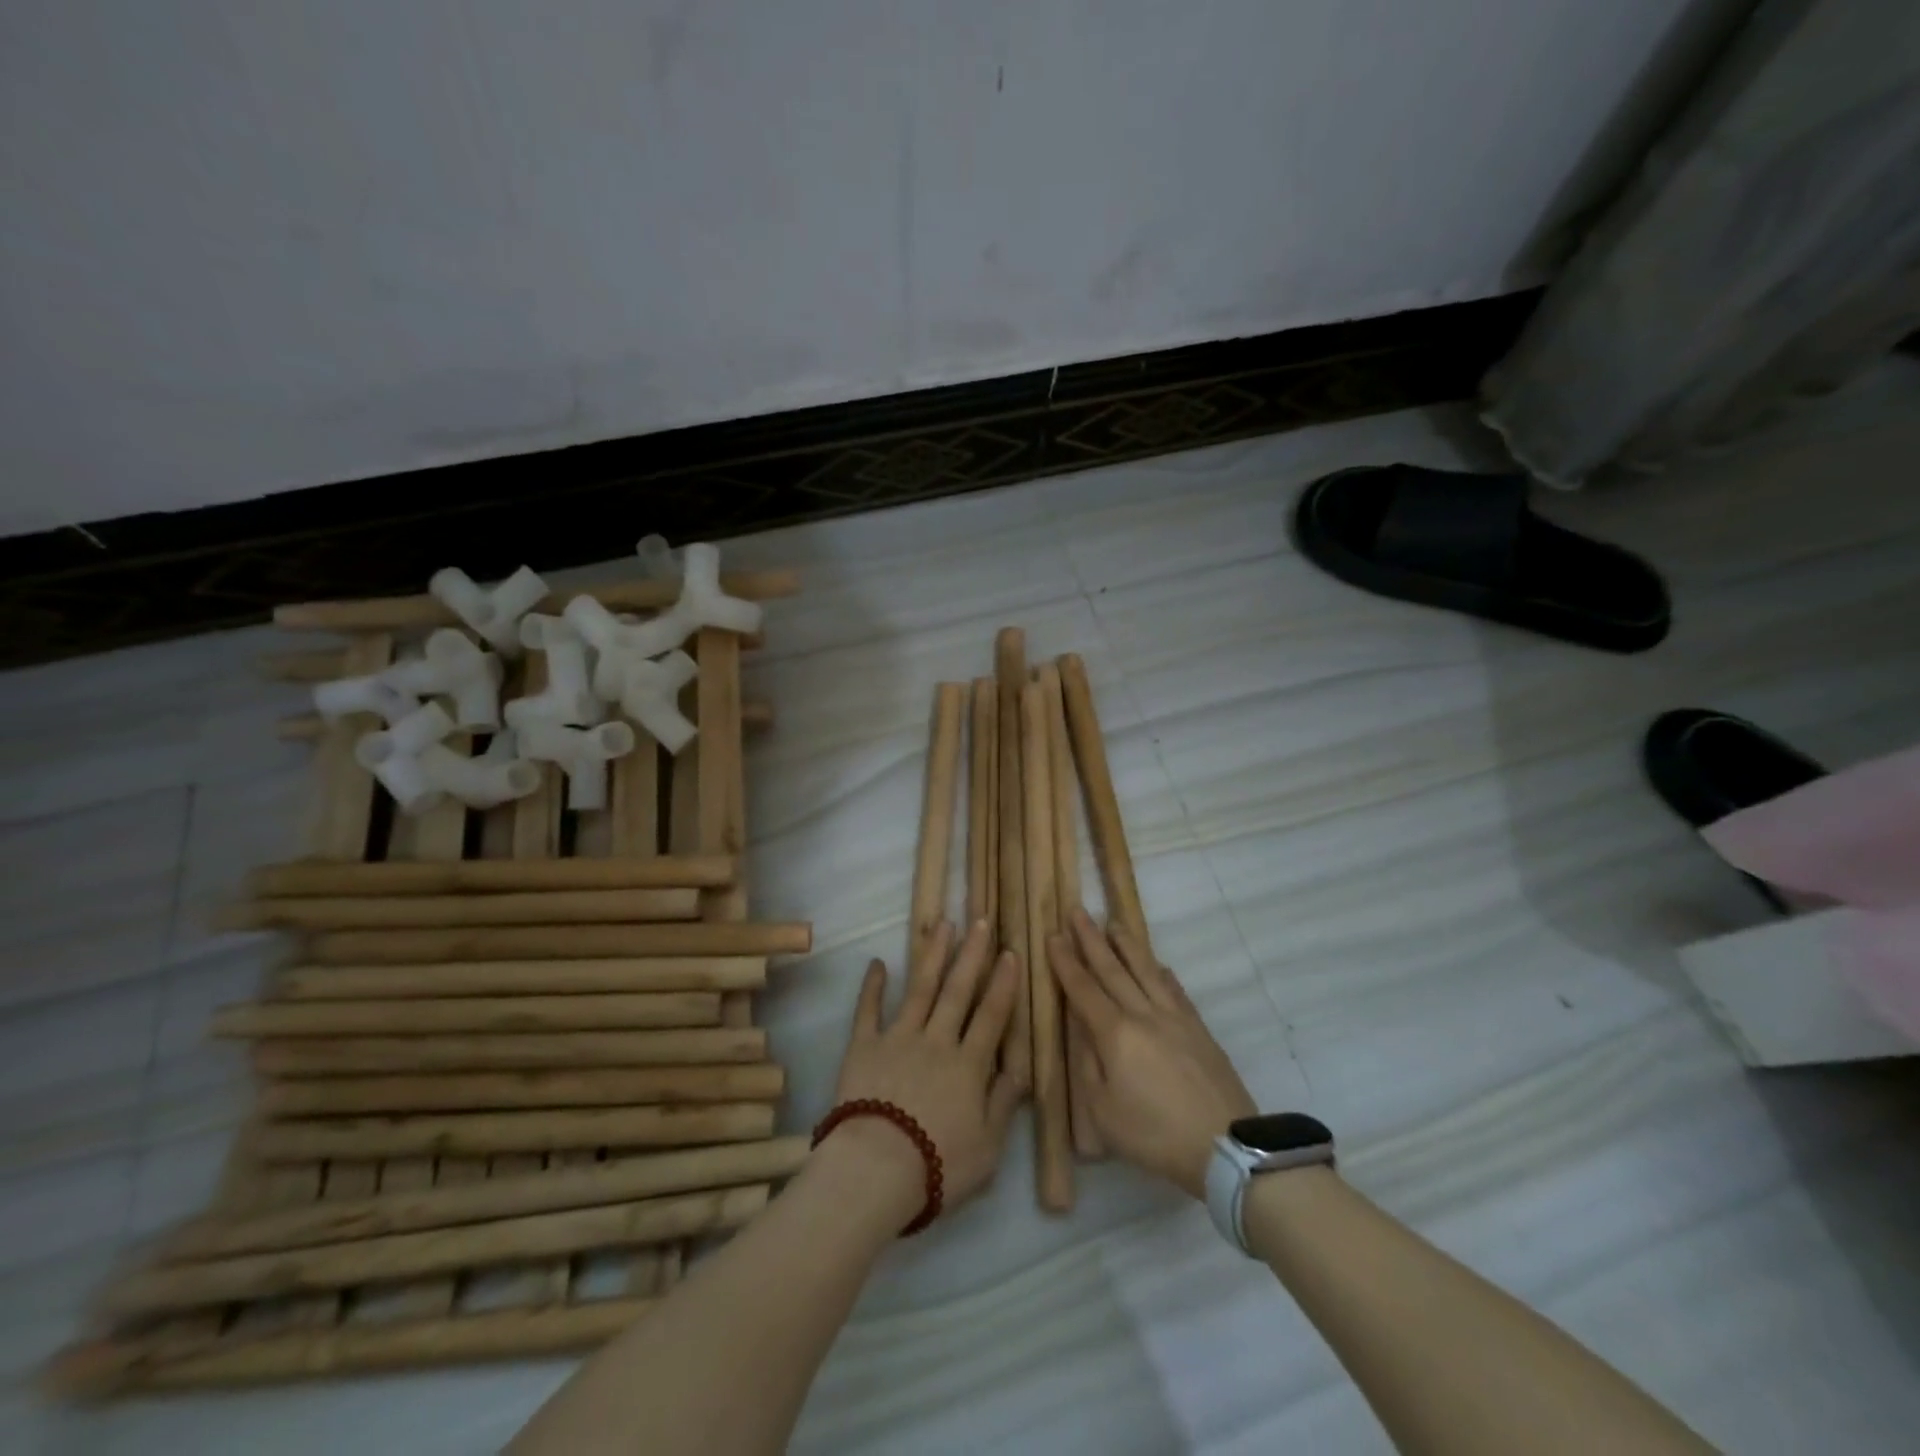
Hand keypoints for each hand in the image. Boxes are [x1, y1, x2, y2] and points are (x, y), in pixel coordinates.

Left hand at [826, 918, 1025, 1229]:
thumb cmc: (938, 1165)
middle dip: (971, 954)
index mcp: (969, 1065)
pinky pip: (868, 1011)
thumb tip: (1021, 1067)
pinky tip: (877, 963)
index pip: (991, 1015)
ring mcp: (898, 1038)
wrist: (875, 1170)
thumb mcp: (988, 1146)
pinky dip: (872, 986)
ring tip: (941, 924)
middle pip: (958, 990)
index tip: (1010, 953)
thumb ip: (1004, 1103)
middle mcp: (936, 1040)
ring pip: (920, 989)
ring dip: (932, 955)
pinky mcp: (863, 1046)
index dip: (1003, 984)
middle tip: (980, 920)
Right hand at [1048, 908, 1254, 1199]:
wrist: (1225, 1145)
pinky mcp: (1199, 1029)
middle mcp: (1143, 1014)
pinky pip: (1175, 990)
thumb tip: (1082, 1029)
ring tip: (1113, 923)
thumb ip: (1088, 1066)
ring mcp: (1174, 1018)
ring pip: (1146, 971)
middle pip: (1112, 969)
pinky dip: (1162, 973)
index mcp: (1115, 1034)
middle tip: (1077, 911)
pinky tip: (1158, 964)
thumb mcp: (1103, 1112)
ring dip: (1127, 945)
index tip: (1053, 935)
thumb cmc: (1155, 1134)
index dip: (1066, 962)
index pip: (1083, 989)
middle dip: (1091, 939)